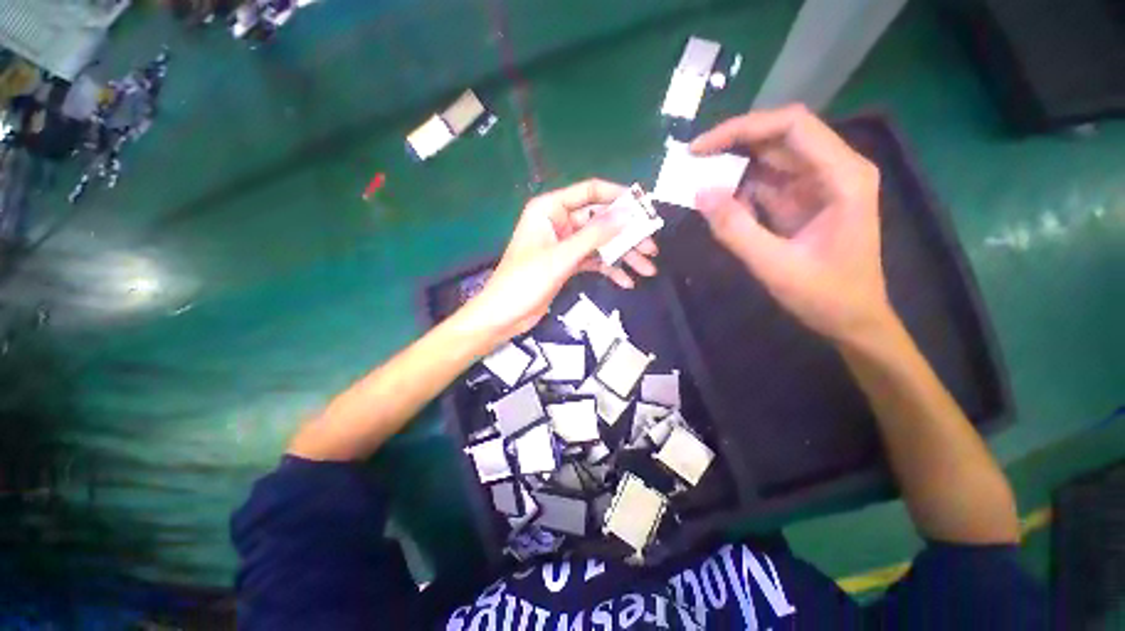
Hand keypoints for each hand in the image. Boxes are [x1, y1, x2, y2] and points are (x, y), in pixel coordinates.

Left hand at [458, 179, 658, 343]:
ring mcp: (564, 245)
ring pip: (600, 243)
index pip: (590, 192)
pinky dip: (609, 270)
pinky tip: (626, 281)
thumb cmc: (525, 282)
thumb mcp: (562, 257)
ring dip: (623, 255)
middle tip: (651, 248)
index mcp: (550, 209)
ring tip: (647, 268)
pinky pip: (593, 261)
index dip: (618, 197)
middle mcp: (559, 222)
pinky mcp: (567, 264)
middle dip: (626, 235)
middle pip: (600, 221)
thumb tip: (627, 214)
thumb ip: (594, 235)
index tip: (644, 207)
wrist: (504, 316)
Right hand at [690, 105, 893, 343]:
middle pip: (779, 137)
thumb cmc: (825, 295)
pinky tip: (719, 202)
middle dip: (733, 145)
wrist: (853, 320)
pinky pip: (767, 183)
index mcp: (842, 176)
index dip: (742, 128)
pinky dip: (740, 189)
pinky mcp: (804, 201)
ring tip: (697, 180)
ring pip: (771, 159)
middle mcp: (834, 170)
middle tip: (692, 162)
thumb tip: (700, 194)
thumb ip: (736, 229)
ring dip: (733, 167)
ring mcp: (819, 185)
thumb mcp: (775, 266)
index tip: (700, 148)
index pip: (791, 127)